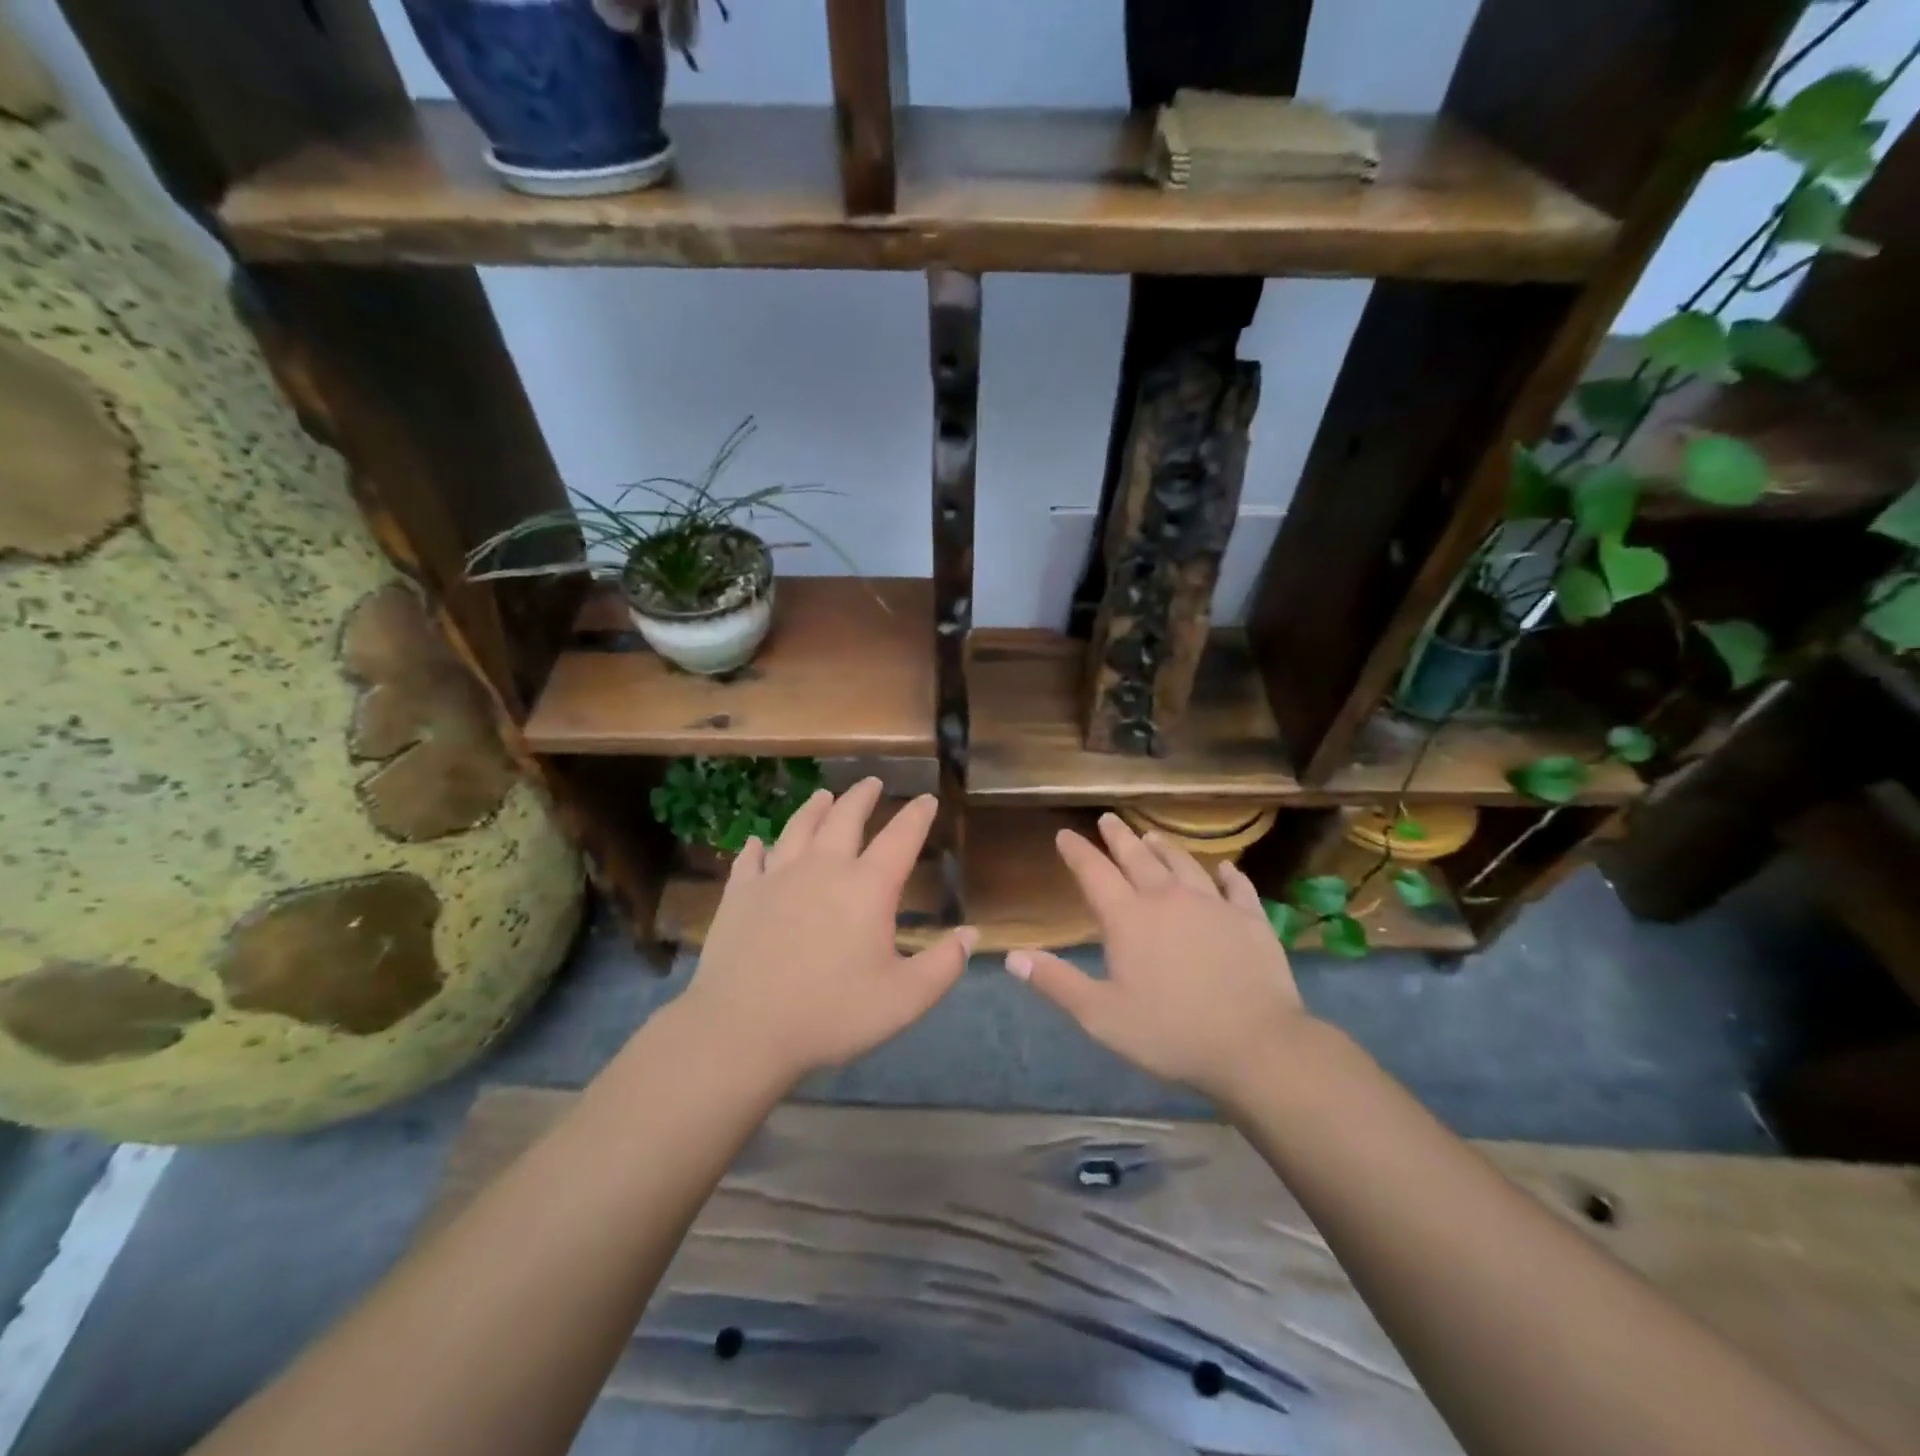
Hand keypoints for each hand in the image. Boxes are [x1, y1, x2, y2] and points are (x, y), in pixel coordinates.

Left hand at [678, 780, 975, 1083]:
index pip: (901, 838)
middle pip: (845, 818)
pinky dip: (758, 847)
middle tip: (872, 782)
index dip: (917, 816)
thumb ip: (944, 965)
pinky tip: (758, 843)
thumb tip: (971, 934)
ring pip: (799, 828)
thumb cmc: (832, 1013)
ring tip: (824, 796)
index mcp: (867, 887)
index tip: (927, 799)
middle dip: (862, 797)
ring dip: (815, 808)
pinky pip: (751, 859)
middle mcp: (823, 868)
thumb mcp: (905, 999)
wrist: (743, 1029)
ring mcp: (776, 877)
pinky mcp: (741, 894)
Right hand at [1008, 813, 1309, 1098]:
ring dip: (1165, 848)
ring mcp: (1213, 905)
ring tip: (1153, 836)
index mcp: (1128, 918)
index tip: (1065, 834)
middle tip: (1108, 819)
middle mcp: (1167, 898)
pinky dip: (1228, 875)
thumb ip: (1056, 982)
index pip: (1094, 873)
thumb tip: (1012, 957)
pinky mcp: (1250, 919)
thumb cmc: (1170, 1032)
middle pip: (1137, 858)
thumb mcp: (1101, 1015)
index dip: (1077, 852)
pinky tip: (1225, 868)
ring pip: (1183, 864)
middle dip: (1119, 837)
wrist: (1255, 1044)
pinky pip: (1238, 887)